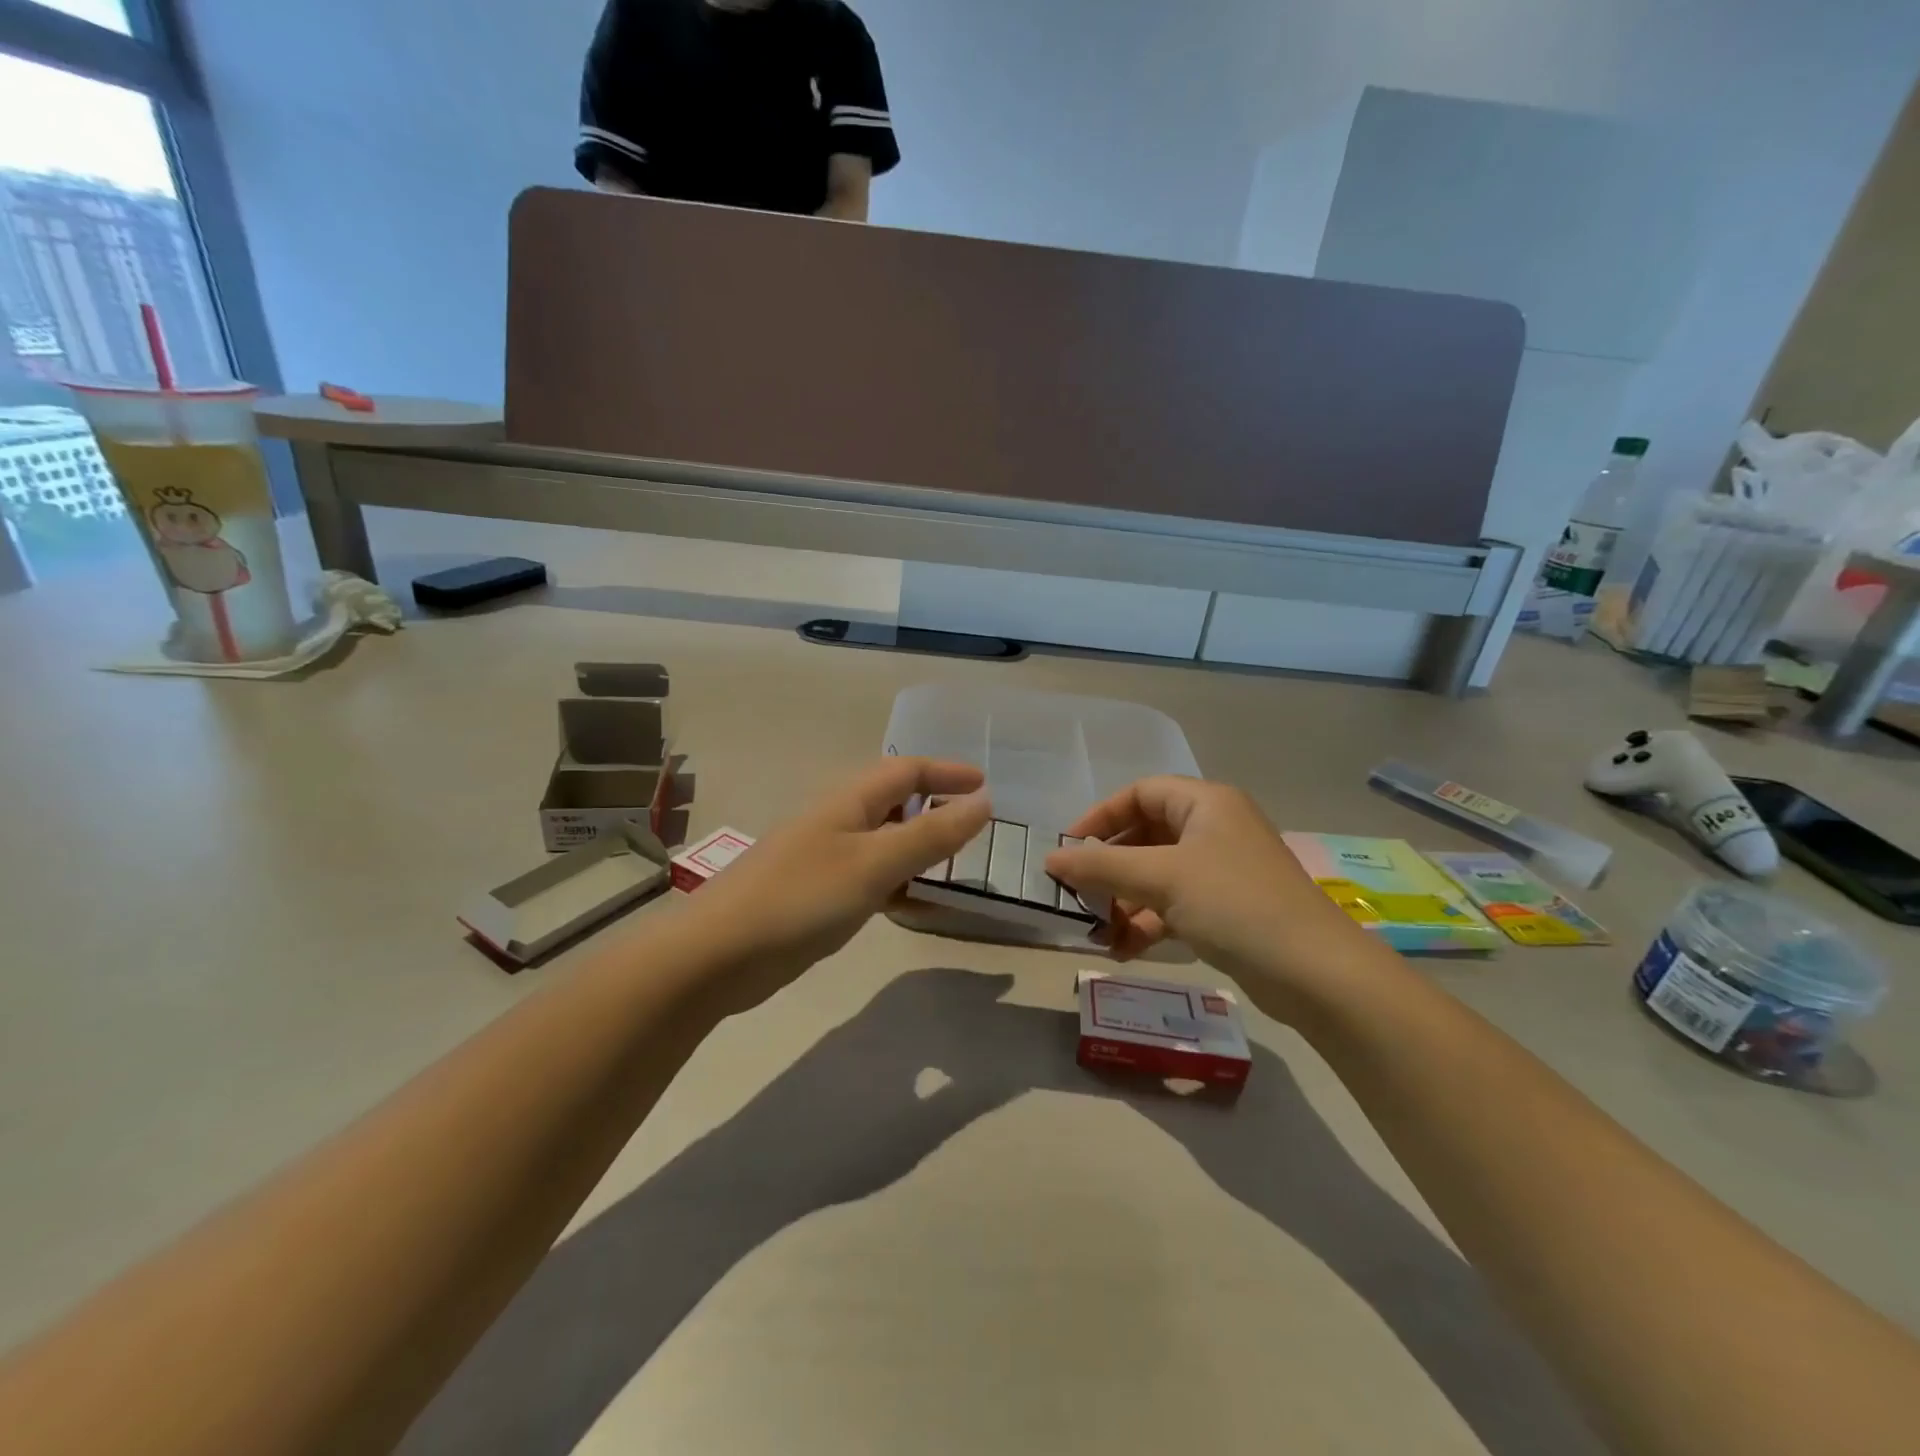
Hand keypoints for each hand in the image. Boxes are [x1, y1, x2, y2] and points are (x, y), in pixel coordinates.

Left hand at [677, 759, 991, 1013]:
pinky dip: (899, 885)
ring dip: (920, 850)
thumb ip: (930, 834)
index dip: (947, 772)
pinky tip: (918, 907)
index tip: (987, 786)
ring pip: (885, 844)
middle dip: (936, 810)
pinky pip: (871, 879)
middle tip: (975, 832)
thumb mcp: (874, 864)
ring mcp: (826, 859)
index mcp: (849, 801)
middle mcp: (838, 822)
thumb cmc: (801, 898)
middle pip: (896, 804)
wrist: (718, 954)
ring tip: (955, 869)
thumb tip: (983, 802)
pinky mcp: (818, 896)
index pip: (906, 770)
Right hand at [1045, 777, 1375, 1014]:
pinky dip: (1148, 923)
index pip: (1139, 793)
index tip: (1068, 848)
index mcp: (1205, 803)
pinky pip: (1174, 905)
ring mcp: (1222, 871)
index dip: (1100, 816)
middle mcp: (1214, 829)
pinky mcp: (1227, 909)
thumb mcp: (1160, 878)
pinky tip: (1122, 949)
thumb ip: (1101, 866)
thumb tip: (1050, 861)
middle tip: (1077, 893)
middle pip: (1146, 836)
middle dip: (1109, 867)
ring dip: (1124, 900)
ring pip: (1158, 875)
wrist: (1313, 971)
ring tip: (1096, 930)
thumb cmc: (1233, 903)